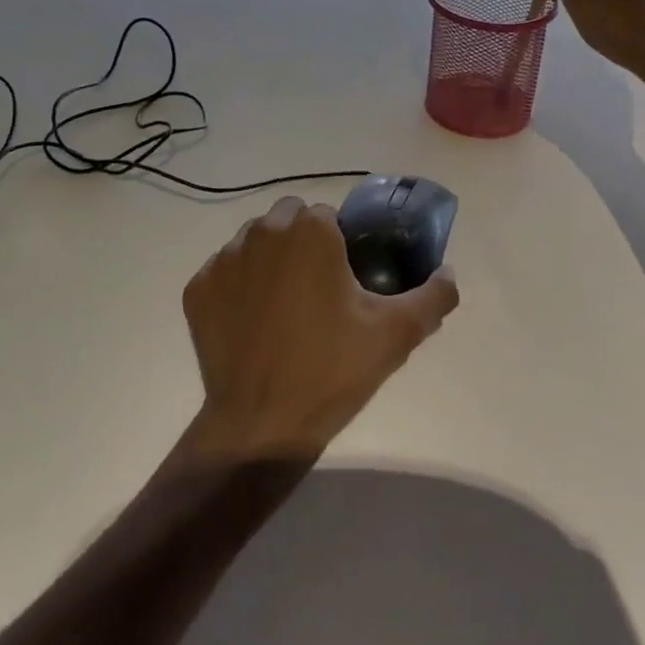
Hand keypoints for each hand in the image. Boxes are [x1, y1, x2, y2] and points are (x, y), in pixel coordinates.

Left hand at [182, 197, 459, 461]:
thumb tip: (448, 272)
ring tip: (285, 308)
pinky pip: (224, 273)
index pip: (329, 217)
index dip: (341, 245)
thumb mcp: (397, 334)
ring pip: (254, 242)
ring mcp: (223, 260)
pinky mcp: (197, 289)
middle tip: (319, 291)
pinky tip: (252, 324)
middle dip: (303, 243)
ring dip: (270, 260)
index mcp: (310, 230)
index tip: (347, 279)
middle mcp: (262, 231)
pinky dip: (238, 288)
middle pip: (289, 219)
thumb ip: (434, 295)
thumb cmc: (332, 370)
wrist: (261, 426)